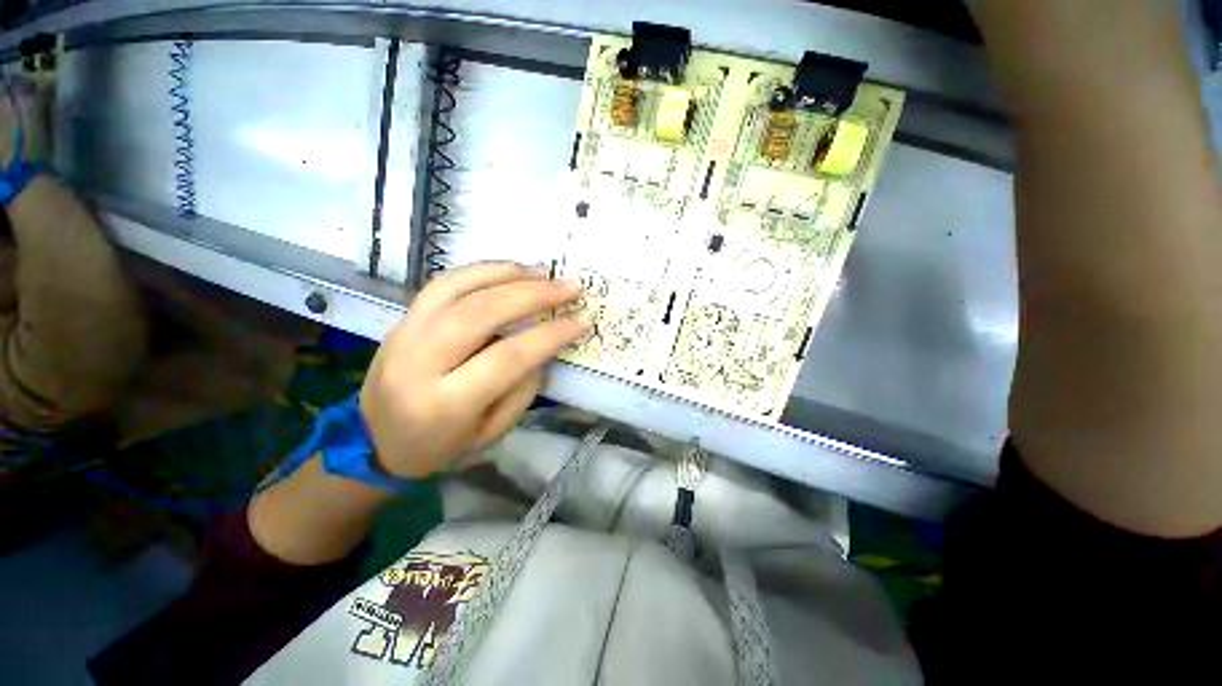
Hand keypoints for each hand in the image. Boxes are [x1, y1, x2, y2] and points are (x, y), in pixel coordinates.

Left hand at [360, 262, 588, 477]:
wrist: (375, 442)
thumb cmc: (441, 447)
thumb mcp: (491, 432)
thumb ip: (521, 388)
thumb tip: (543, 344)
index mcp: (445, 404)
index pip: (508, 357)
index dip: (550, 335)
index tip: (582, 320)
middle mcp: (419, 363)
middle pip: (482, 313)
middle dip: (534, 295)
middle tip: (569, 287)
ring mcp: (404, 334)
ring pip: (459, 288)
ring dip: (508, 275)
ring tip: (543, 272)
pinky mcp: (401, 319)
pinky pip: (443, 283)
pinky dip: (481, 271)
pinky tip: (509, 271)